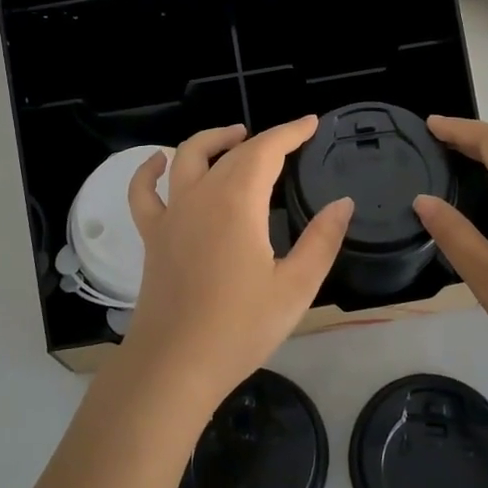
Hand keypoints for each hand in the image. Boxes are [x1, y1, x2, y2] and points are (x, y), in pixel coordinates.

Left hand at [119, 118, 353, 411]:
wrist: (174, 365)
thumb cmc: (239, 328)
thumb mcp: (295, 288)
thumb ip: (322, 240)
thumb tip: (343, 203)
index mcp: (237, 203)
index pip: (266, 150)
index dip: (290, 132)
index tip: (311, 123)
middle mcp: (201, 196)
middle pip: (232, 153)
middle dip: (263, 139)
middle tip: (289, 140)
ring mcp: (171, 214)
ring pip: (186, 157)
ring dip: (213, 140)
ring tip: (236, 136)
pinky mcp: (152, 236)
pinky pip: (143, 193)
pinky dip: (149, 171)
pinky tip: (159, 162)